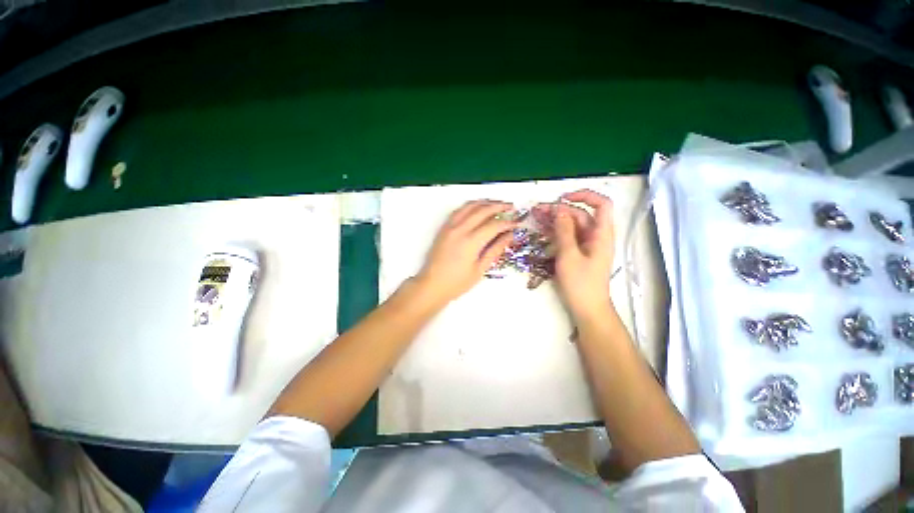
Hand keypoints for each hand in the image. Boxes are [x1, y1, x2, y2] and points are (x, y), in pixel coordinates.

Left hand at [414, 200, 517, 305]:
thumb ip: (495, 250)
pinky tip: (477, 208)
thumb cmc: (457, 282)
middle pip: (483, 210)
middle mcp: (460, 229)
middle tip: (511, 207)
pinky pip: (459, 210)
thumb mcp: (480, 269)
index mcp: (471, 241)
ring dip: (485, 202)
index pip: (494, 225)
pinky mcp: (444, 228)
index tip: (517, 223)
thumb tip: (509, 236)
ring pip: (470, 206)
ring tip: (496, 204)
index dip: (508, 223)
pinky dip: (470, 206)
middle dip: (499, 206)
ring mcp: (450, 226)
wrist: (432, 284)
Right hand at [533, 189, 614, 319]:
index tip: (563, 198)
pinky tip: (542, 229)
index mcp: (601, 234)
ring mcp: (586, 245)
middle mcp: (596, 236)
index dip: (584, 196)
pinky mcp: (578, 252)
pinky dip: (556, 231)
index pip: (601, 204)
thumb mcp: (569, 255)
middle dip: (560, 209)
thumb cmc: (581, 284)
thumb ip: (564, 231)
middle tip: (537, 210)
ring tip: (536, 216)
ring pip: (572, 225)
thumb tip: (559, 209)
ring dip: (555, 220)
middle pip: (580, 214)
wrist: (587, 309)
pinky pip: (567, 236)